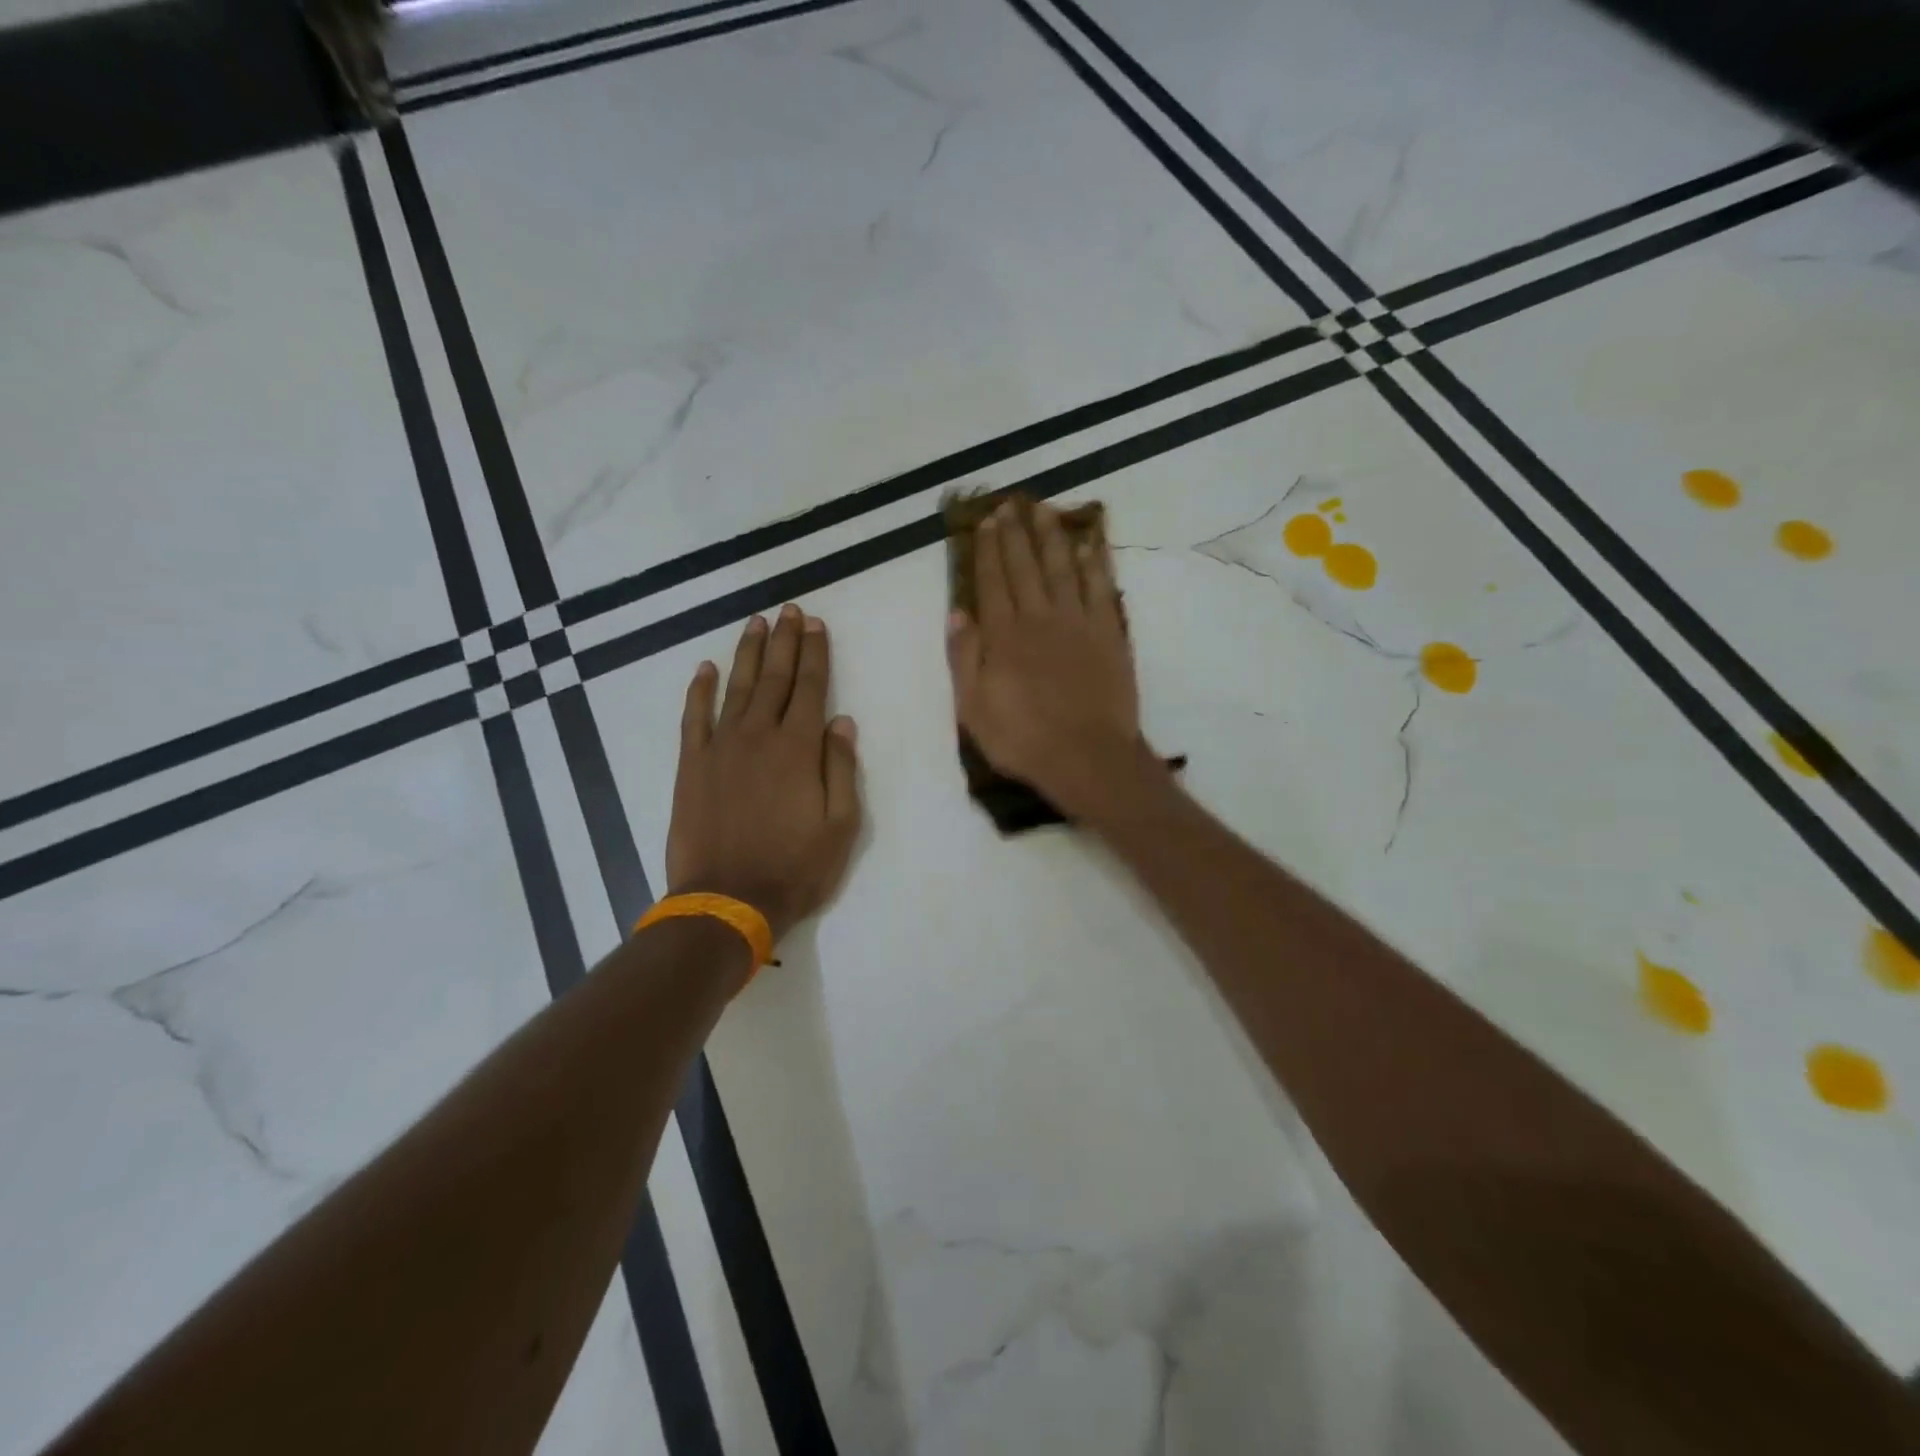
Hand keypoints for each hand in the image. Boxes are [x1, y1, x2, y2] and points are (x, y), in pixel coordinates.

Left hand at [666, 605, 861, 942]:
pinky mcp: (691, 766)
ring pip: (737, 688)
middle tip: (789, 610)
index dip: (815, 653)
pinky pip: (694, 717)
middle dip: (785, 642)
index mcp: (799, 749)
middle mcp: (759, 736)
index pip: (811, 688)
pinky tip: (705, 668)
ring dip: (748, 654)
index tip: (816, 624)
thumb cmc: (795, 868)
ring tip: (756, 624)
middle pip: (776, 678)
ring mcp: (720, 748)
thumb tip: (842, 722)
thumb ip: (841, 769)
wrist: (727, 902)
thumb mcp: (841, 826)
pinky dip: (699, 690)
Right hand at [947, 500, 1156, 818]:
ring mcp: (1078, 623)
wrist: (1087, 758)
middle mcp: (1040, 618)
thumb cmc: (1022, 740)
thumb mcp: (973, 708)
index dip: (988, 550)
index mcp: (1004, 636)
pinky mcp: (1109, 635)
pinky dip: (1095, 564)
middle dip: (1016, 533)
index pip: (992, 581)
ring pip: (1063, 568)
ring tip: (1045, 510)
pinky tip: (1090, 545)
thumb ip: (964, 657)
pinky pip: (1101, 589)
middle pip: (1025, 566)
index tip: (986, 522)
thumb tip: (957, 612)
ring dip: (1053, 537)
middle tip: (1011, 504)